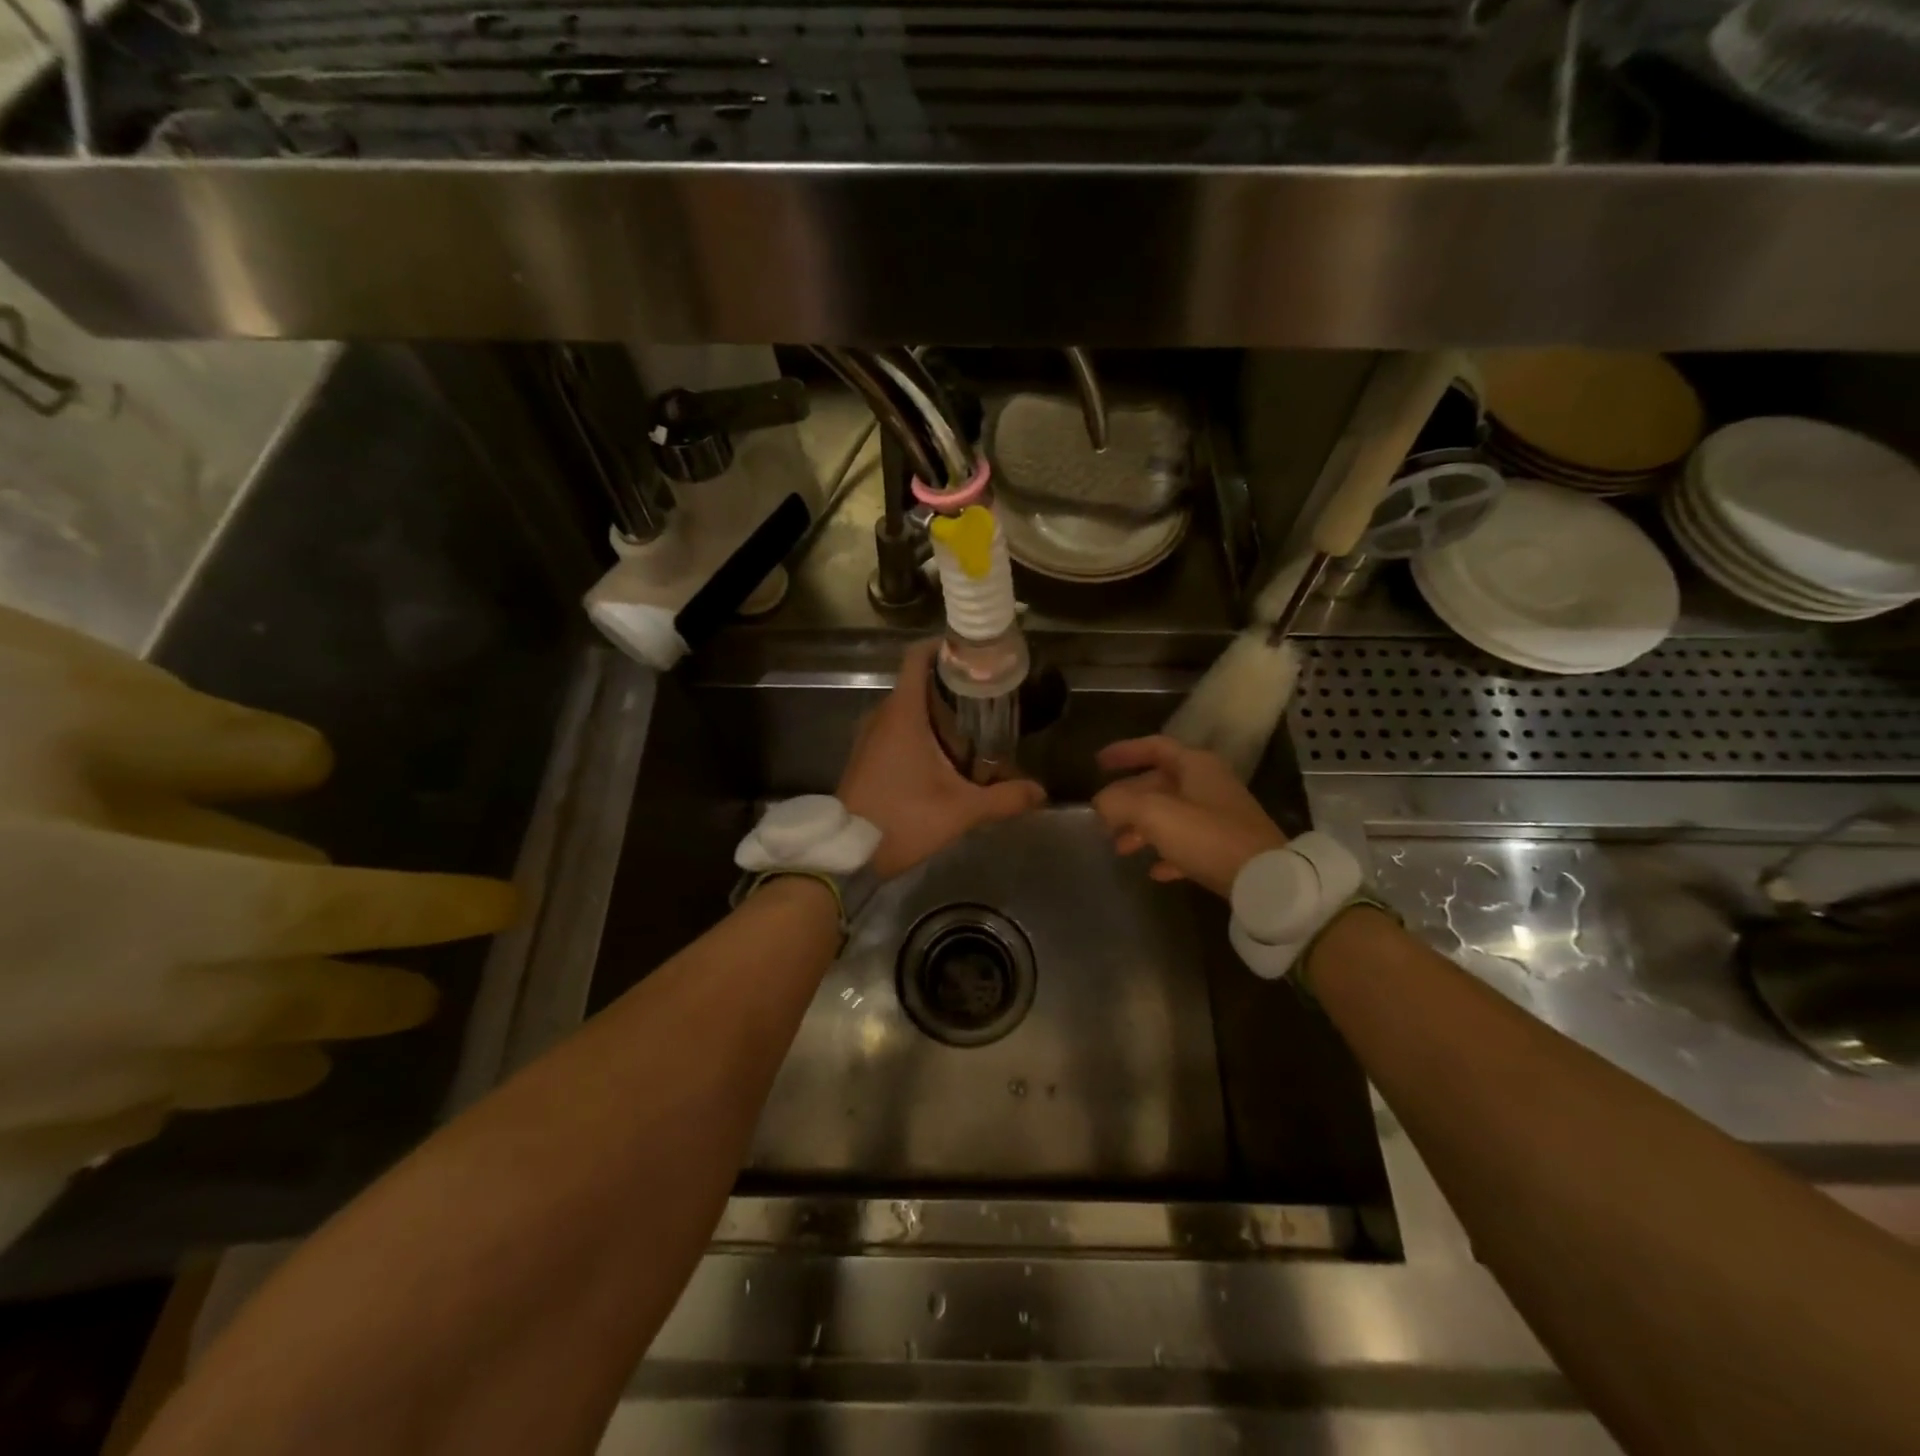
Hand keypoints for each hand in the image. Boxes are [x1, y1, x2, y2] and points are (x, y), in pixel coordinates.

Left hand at [838, 641, 1046, 878]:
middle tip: (989, 695)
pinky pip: (897, 729)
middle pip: (918, 682)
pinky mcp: (867, 756)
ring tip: (975, 725)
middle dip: (952, 685)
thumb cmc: (903, 820)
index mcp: (903, 714)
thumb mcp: (961, 811)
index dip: (944, 646)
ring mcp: (870, 736)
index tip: (974, 652)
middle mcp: (883, 716)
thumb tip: (1041, 792)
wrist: (847, 854)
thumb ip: (1004, 798)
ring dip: (937, 711)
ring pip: (907, 708)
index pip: (917, 657)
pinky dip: (921, 730)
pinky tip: (946, 755)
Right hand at [1091, 736, 1286, 897]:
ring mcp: (1221, 817)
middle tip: (1102, 817)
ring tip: (1120, 848)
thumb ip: (1120, 802)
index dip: (1124, 752)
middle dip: (1128, 800)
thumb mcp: (1154, 814)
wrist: (1266, 879)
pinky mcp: (1228, 847)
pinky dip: (1168, 852)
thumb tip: (1101, 803)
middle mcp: (1209, 785)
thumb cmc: (1207, 836)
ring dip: (1142, 829)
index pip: (1154, 747)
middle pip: (1160, 784)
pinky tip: (1154, 871)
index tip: (1098, 763)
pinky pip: (1189, 844)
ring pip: (1171, 815)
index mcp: (1195, 766)